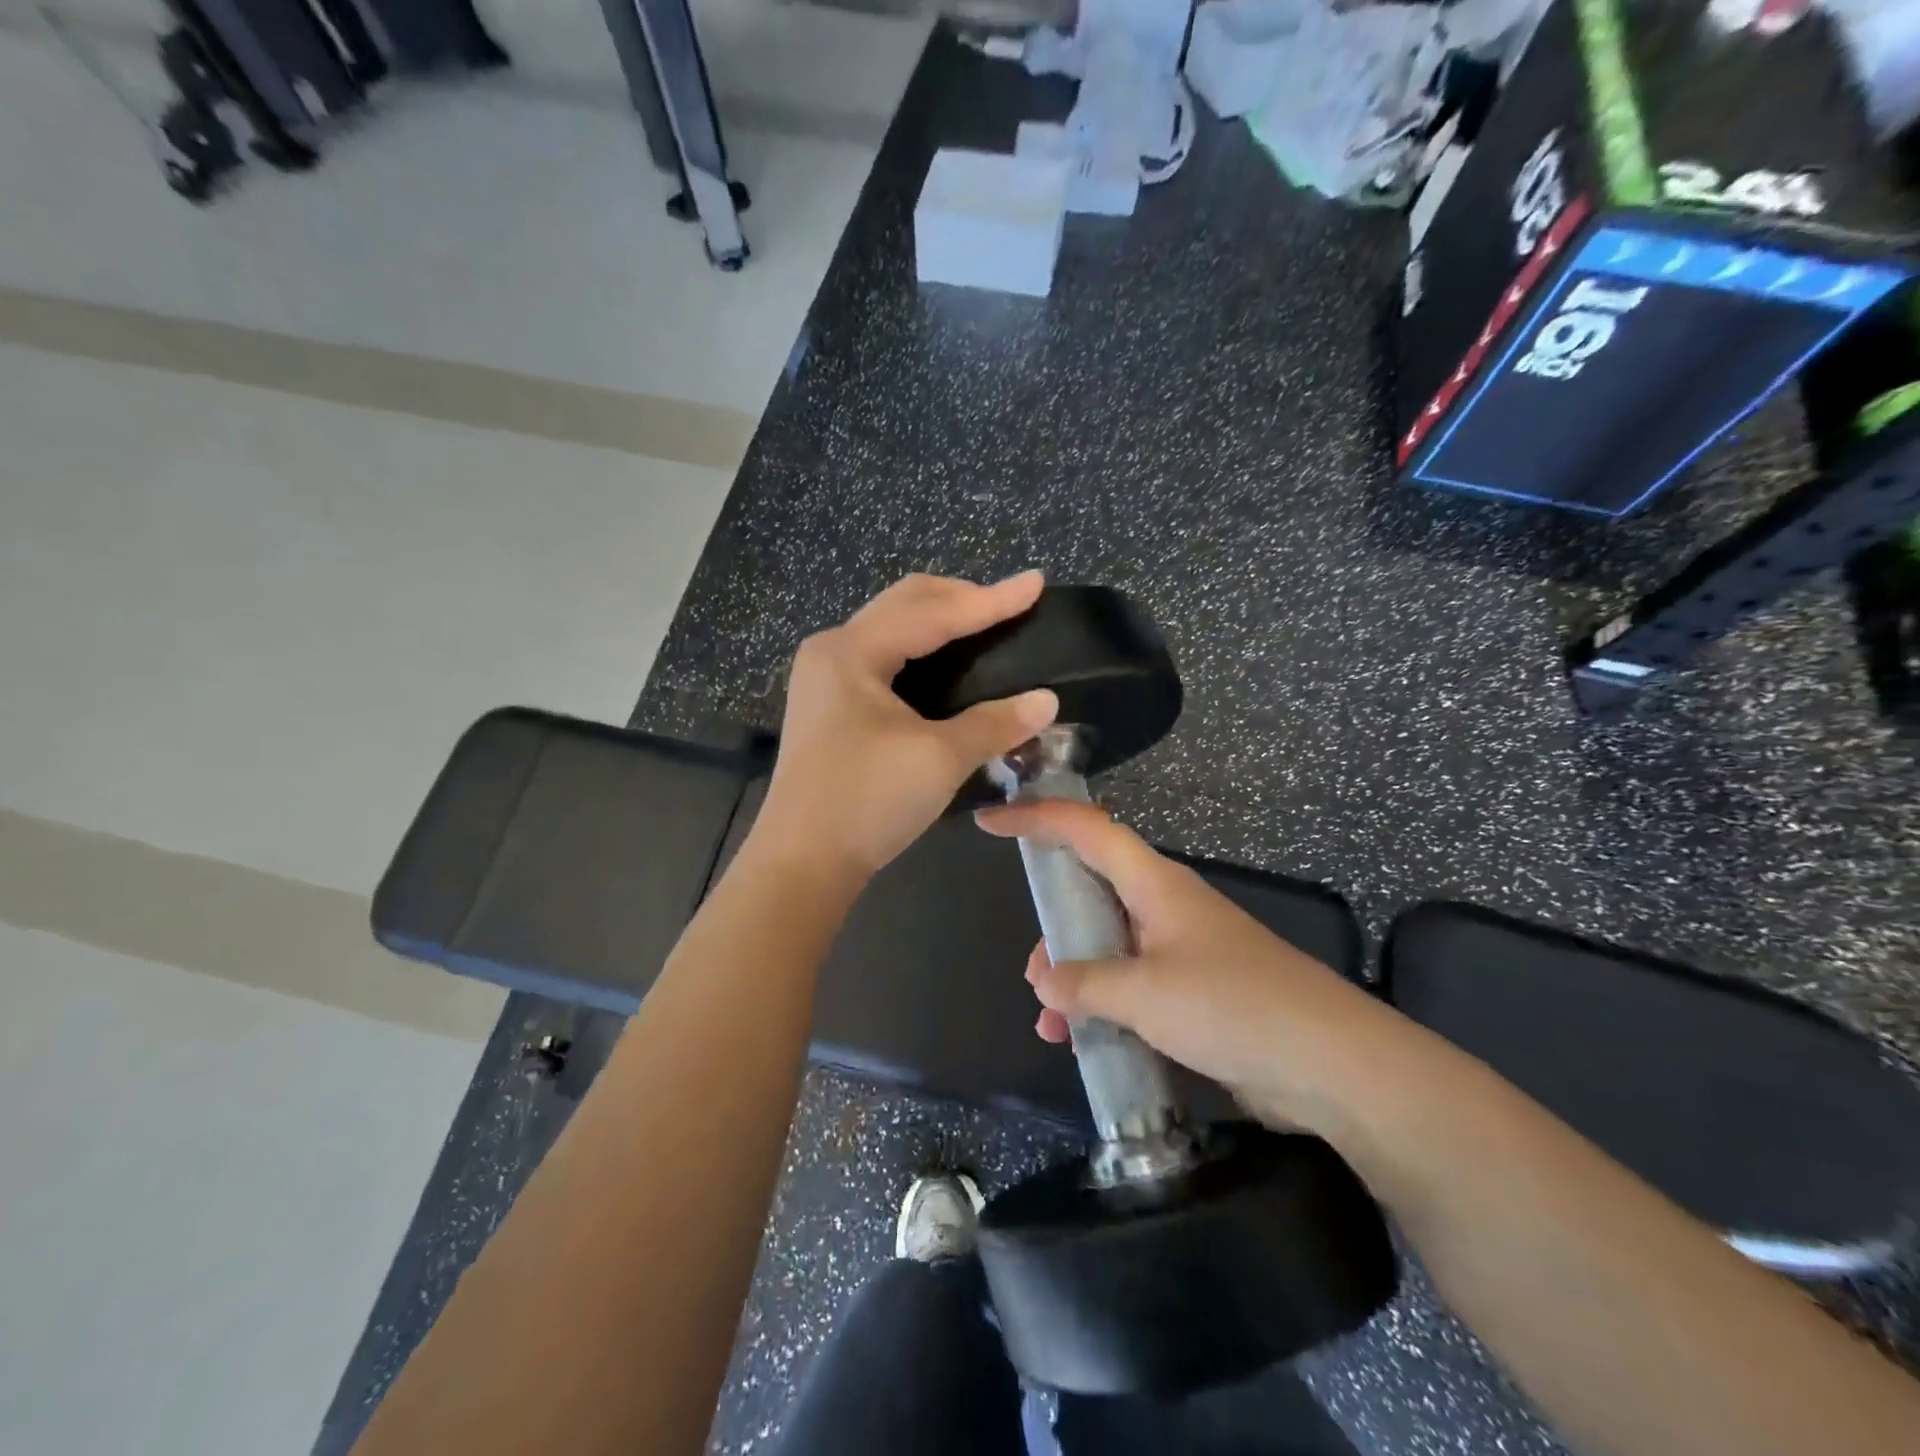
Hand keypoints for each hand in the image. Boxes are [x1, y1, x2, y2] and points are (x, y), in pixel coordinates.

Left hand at [751, 572, 1059, 884]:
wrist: (802, 863)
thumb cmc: (866, 802)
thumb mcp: (939, 759)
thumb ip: (995, 723)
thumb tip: (1048, 701)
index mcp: (852, 651)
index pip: (934, 613)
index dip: (991, 600)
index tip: (1036, 584)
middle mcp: (833, 651)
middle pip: (905, 604)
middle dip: (960, 598)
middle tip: (1010, 605)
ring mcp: (825, 678)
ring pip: (891, 628)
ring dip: (938, 621)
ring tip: (984, 626)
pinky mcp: (829, 705)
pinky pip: (882, 657)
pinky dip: (920, 651)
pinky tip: (947, 664)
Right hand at [976, 799, 1401, 1135]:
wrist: (1332, 1065)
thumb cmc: (1233, 1006)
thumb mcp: (1145, 993)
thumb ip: (1084, 983)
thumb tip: (1044, 979)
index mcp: (1155, 884)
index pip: (1086, 829)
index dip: (1036, 818)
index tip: (990, 820)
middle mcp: (1165, 907)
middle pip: (1094, 888)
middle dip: (1055, 921)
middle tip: (1033, 965)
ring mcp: (1182, 951)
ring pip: (1109, 944)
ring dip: (1076, 975)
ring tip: (1051, 1018)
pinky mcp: (1196, 993)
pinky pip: (1132, 985)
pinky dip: (1103, 1005)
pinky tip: (1084, 1042)